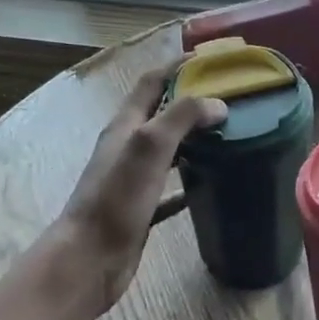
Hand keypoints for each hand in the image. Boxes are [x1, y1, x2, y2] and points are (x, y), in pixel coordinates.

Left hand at [52, 68, 225, 315]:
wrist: (89, 260)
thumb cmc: (117, 198)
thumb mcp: (149, 146)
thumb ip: (182, 117)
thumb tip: (218, 103)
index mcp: (125, 126)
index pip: (151, 82)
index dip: (177, 66)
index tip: (210, 59)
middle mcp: (127, 147)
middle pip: (160, 114)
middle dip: (191, 102)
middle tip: (230, 99)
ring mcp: (132, 180)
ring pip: (168, 151)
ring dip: (193, 140)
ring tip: (228, 136)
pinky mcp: (140, 209)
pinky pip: (169, 189)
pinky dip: (190, 182)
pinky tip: (212, 184)